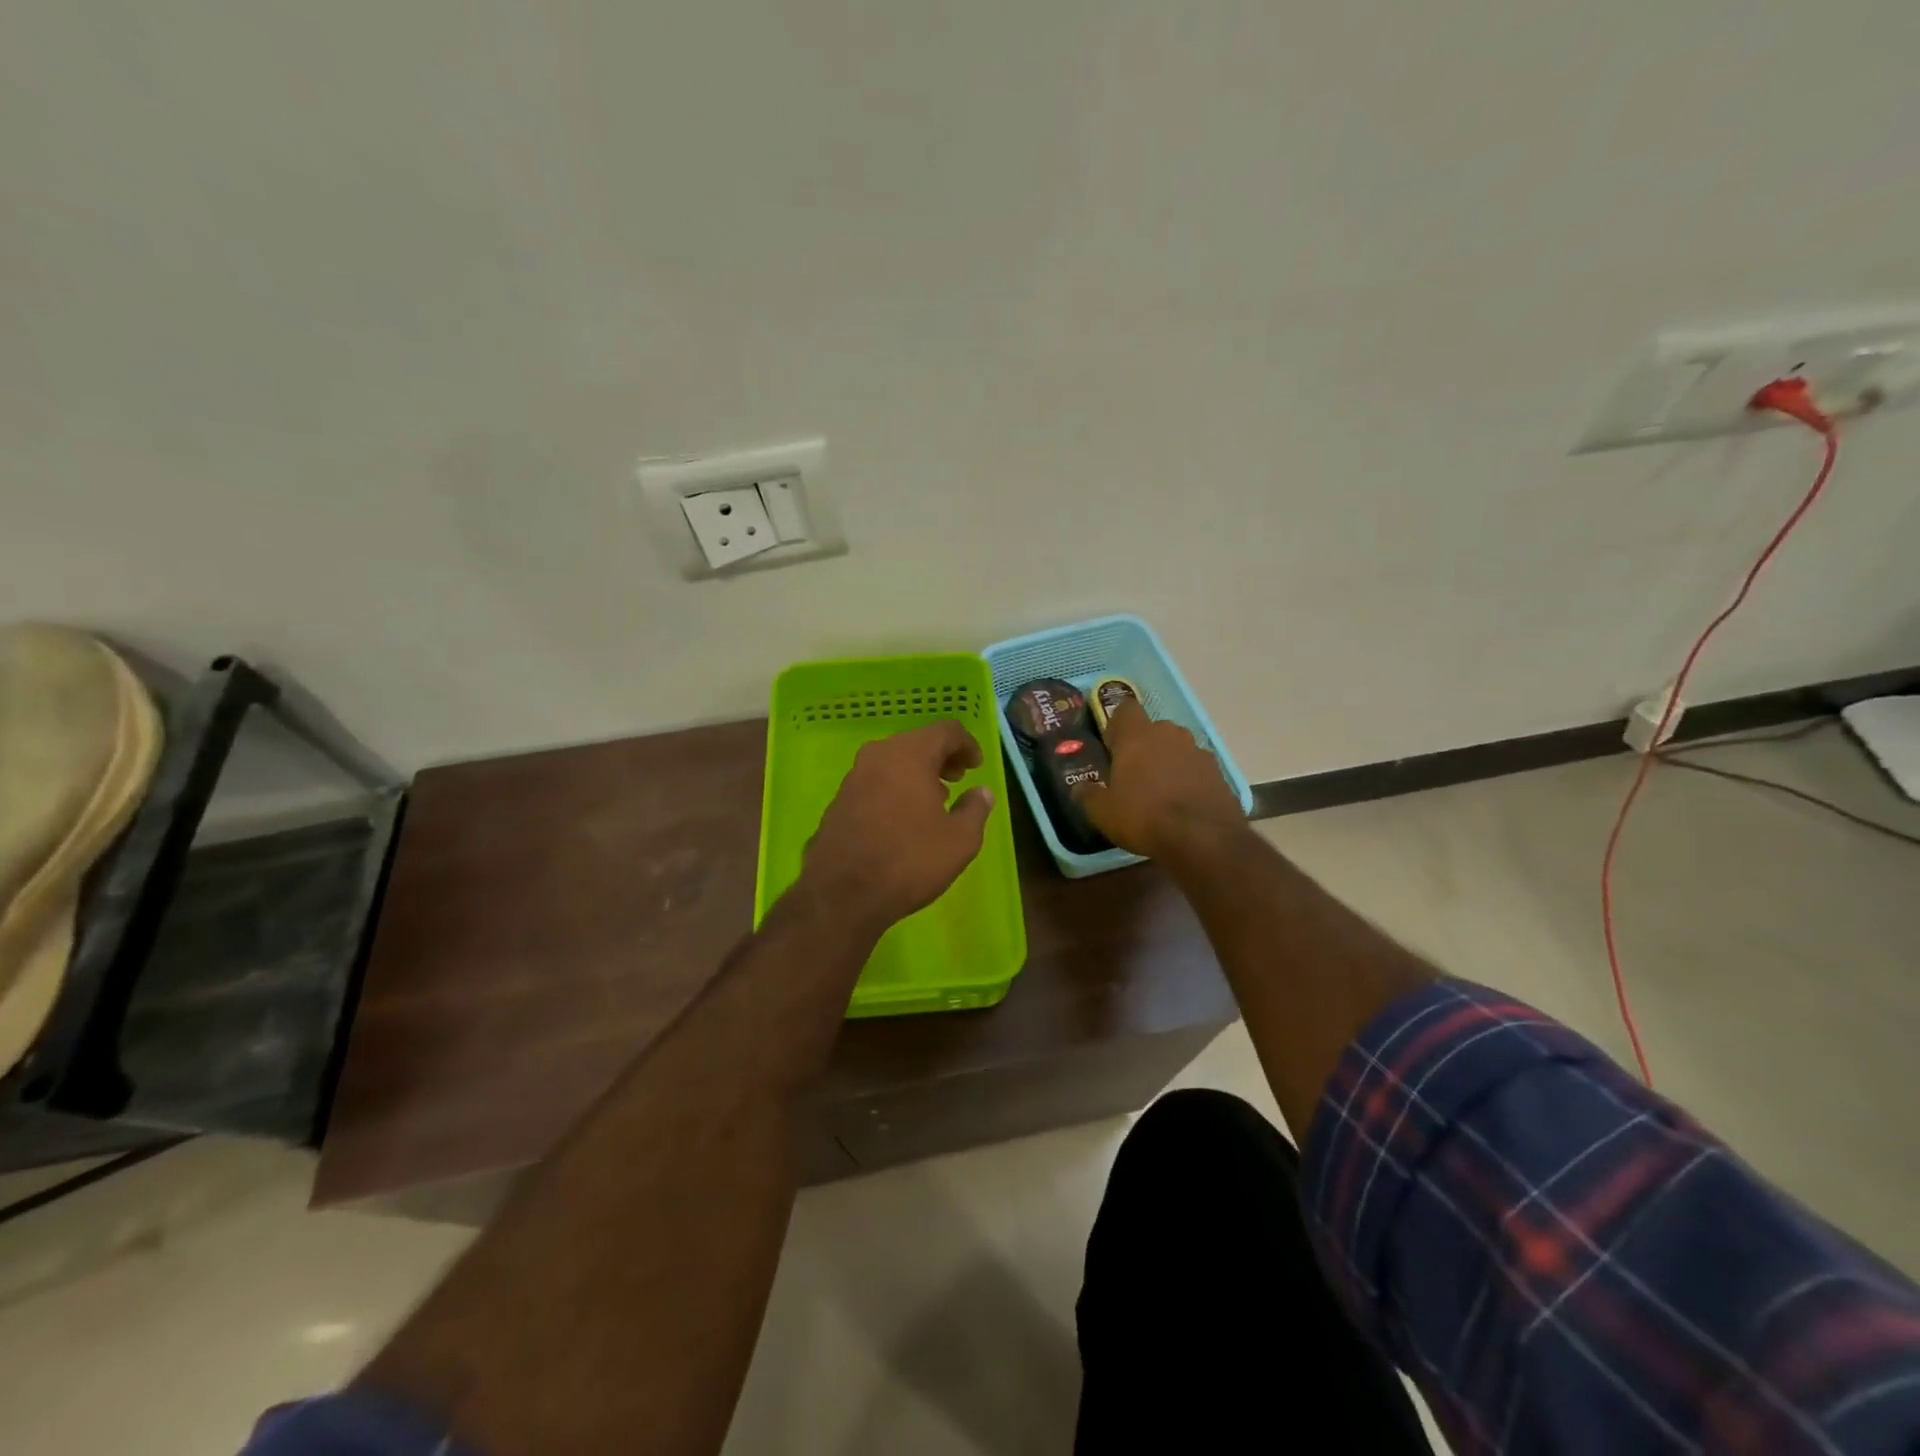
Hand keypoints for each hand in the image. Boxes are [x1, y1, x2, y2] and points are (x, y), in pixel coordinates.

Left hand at [799, 720, 994, 932]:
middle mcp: (879, 755)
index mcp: (910, 754)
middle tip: (958, 779)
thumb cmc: (909, 860)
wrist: (842, 893)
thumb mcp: (960, 840)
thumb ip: (976, 809)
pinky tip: (904, 817)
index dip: (967, 745)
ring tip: (935, 799)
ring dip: (917, 773)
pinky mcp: (839, 799)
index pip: (946, 731)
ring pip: (894, 761)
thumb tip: (981, 792)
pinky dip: (895, 787)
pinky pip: (876, 780)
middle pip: (917, 742)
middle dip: (941, 757)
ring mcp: (854, 776)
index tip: (977, 766)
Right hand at [1073, 699, 1245, 857]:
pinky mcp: (1219, 773)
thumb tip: (1080, 788)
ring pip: (1177, 748)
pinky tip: (1183, 804)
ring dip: (1168, 762)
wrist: (1203, 838)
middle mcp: (1170, 734)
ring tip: (1161, 792)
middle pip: (1154, 730)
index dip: (1117, 725)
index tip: (1112, 746)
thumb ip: (1088, 795)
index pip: (1126, 709)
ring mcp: (1198, 752)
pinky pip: (1196, 769)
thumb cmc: (1144, 816)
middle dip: (1144, 747)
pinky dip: (1189, 779)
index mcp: (1137, 736)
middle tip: (1134, 775)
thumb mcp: (1103, 812)